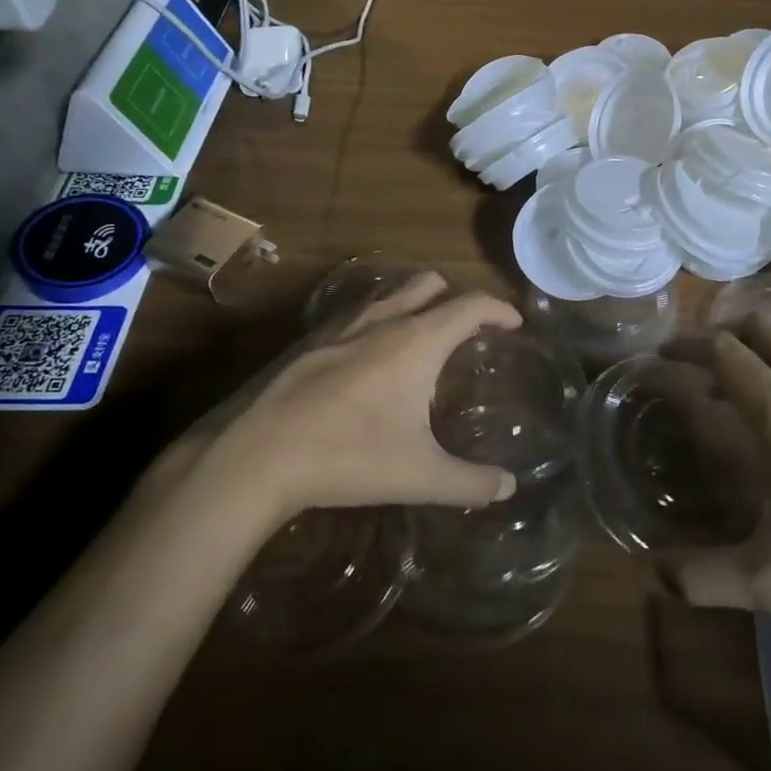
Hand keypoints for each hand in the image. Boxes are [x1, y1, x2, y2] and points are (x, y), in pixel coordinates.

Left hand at [190, 272, 521, 522]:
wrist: (255, 455)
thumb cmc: (347, 456)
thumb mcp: (419, 476)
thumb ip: (470, 482)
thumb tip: (508, 487)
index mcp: (418, 340)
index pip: (471, 305)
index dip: (499, 309)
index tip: (514, 323)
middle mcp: (383, 319)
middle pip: (430, 284)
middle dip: (454, 297)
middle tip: (466, 330)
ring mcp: (341, 325)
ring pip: (389, 294)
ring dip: (413, 304)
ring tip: (419, 341)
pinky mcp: (308, 340)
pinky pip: (355, 313)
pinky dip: (376, 321)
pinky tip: (366, 360)